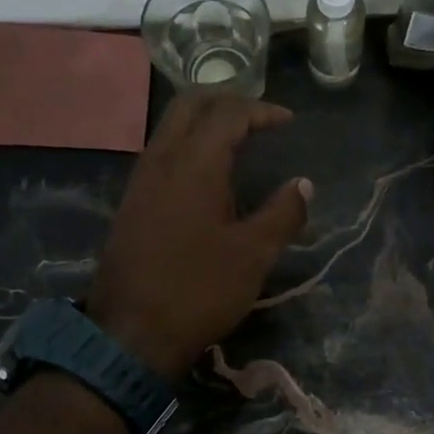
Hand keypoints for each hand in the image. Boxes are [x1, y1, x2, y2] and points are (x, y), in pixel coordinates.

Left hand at [86, 93, 311, 379]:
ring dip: (205, 120)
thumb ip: (282, 213)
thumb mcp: (253, 255)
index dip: (261, 110)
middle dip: (227, 100)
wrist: (130, 334)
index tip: (287, 121)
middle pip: (190, 105)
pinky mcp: (132, 203)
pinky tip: (209, 173)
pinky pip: (162, 152)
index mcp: (194, 165)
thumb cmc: (198, 290)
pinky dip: (190, 144)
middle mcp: (161, 161)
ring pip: (171, 127)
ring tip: (238, 137)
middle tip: (259, 115)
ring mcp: (141, 181)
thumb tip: (303, 185)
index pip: (228, 114)